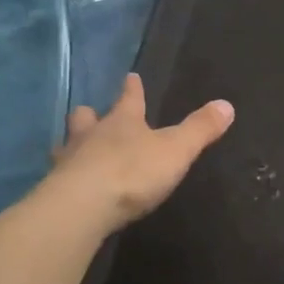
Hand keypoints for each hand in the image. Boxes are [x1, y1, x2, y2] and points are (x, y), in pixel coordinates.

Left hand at [49, 74, 233, 229]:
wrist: (83, 206)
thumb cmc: (133, 172)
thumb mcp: (176, 150)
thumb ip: (200, 129)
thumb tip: (227, 105)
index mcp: (123, 122)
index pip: (129, 99)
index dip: (133, 89)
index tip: (130, 76)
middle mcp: (92, 135)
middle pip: (88, 118)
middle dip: (92, 115)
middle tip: (91, 112)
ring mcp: (70, 161)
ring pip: (68, 143)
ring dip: (73, 143)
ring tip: (74, 148)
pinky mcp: (57, 188)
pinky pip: (60, 175)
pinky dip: (65, 175)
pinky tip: (68, 182)